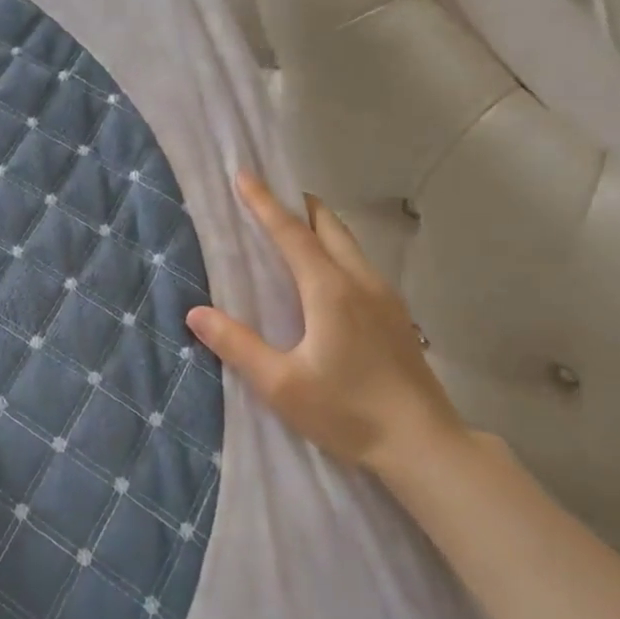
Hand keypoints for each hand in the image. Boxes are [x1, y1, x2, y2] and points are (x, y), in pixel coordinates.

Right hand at [187, 171, 471, 480]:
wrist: (423, 443)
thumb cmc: (348, 412)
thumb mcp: (282, 385)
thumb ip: (238, 345)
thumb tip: (196, 313)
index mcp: (330, 291)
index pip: (292, 234)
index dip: (266, 204)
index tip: (245, 175)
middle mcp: (361, 282)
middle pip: (329, 227)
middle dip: (300, 205)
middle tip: (273, 195)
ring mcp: (385, 297)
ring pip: (350, 244)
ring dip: (321, 227)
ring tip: (297, 228)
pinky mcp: (397, 316)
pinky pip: (361, 265)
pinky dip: (338, 250)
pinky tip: (329, 276)